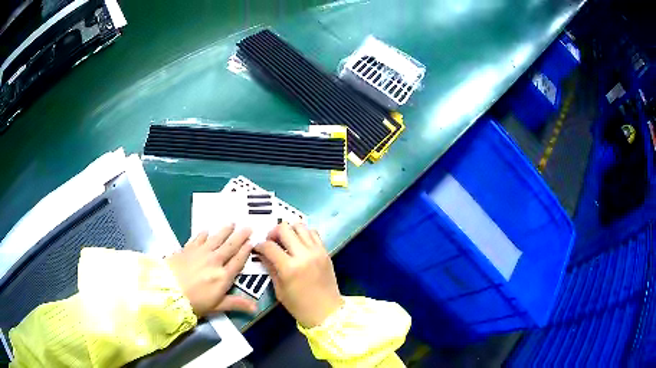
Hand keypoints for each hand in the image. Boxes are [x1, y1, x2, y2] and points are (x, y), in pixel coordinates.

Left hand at [166, 225, 256, 316]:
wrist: (168, 291)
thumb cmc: (194, 303)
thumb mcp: (217, 306)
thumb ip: (236, 304)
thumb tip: (256, 308)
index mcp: (223, 276)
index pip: (238, 261)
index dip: (246, 251)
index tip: (252, 242)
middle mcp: (215, 261)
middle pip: (230, 246)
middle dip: (240, 236)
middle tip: (248, 226)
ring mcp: (201, 253)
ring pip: (216, 239)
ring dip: (225, 230)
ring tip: (232, 223)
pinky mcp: (188, 249)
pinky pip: (198, 238)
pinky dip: (203, 234)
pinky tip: (206, 230)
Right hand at [255, 223, 343, 327]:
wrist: (326, 312)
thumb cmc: (299, 306)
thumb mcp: (279, 290)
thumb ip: (271, 268)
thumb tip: (262, 254)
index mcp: (290, 268)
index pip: (270, 246)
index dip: (260, 245)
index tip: (257, 248)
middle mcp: (304, 255)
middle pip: (285, 229)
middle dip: (273, 232)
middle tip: (271, 241)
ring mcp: (317, 251)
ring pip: (300, 226)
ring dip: (289, 230)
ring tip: (285, 240)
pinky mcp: (325, 252)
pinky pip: (314, 233)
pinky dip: (304, 233)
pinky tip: (299, 243)